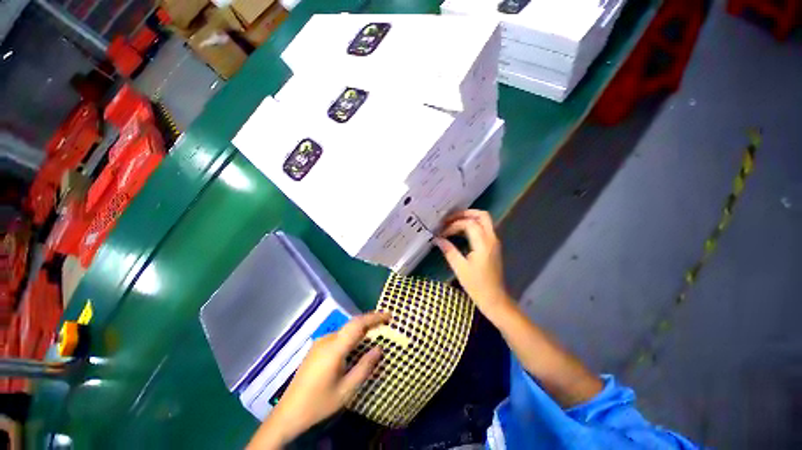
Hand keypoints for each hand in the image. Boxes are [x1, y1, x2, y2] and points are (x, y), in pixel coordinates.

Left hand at [248, 311, 390, 448]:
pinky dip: (351, 336)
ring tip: (374, 334)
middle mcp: (327, 339)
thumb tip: (379, 348)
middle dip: (370, 322)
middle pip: (352, 324)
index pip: (358, 324)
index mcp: (334, 348)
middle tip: (386, 324)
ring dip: (361, 330)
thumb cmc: (319, 403)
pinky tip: (356, 346)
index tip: (389, 315)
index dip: (374, 317)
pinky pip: (339, 336)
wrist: (288, 414)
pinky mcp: (316, 348)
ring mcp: (320, 342)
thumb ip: (365, 367)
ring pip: (345, 330)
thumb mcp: (346, 390)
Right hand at [435, 210, 513, 321]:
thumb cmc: (477, 285)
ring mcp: (494, 241)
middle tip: (449, 219)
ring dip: (469, 218)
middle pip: (482, 215)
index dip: (453, 225)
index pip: (468, 224)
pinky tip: (460, 232)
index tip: (442, 233)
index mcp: (483, 244)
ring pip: (484, 220)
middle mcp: (492, 238)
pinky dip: (472, 225)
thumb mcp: (460, 268)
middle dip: (464, 213)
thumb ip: (448, 250)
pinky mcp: (493, 246)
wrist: (494, 298)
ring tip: (452, 223)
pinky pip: (484, 228)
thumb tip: (437, 239)